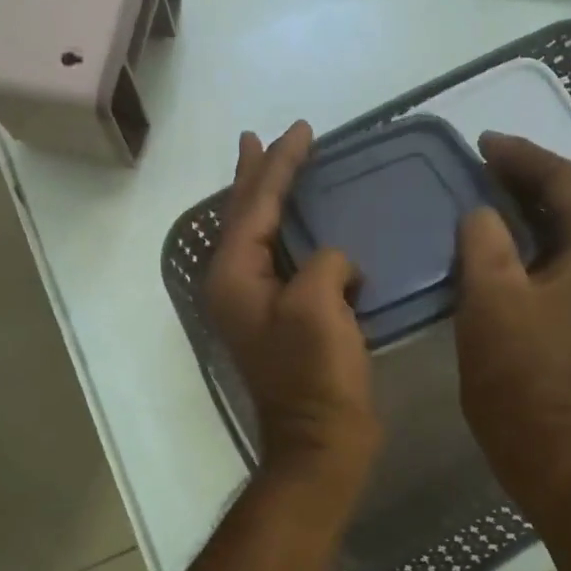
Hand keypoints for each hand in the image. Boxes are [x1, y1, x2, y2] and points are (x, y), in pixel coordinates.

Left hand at [204, 121, 381, 474]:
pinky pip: (283, 260)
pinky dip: (293, 235)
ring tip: (275, 168)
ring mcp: (255, 304)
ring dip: (269, 201)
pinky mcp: (280, 319)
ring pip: (261, 236)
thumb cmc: (314, 374)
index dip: (278, 164)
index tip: (299, 129)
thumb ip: (325, 262)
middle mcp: (235, 284)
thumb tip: (336, 263)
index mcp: (234, 275)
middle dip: (256, 175)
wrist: (321, 441)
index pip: (255, 205)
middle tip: (260, 137)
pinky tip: (307, 229)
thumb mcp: (319, 306)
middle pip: (244, 215)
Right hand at [455, 133, 570, 488]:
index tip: (482, 143)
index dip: (523, 156)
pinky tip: (492, 224)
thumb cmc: (514, 362)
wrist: (533, 429)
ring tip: (483, 181)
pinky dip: (524, 227)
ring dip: (524, 198)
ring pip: (561, 220)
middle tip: (480, 157)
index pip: (565, 181)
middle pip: (570, 196)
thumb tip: (481, 213)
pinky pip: (552, 245)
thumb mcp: (491, 292)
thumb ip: (485, 238)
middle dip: (525, 172)